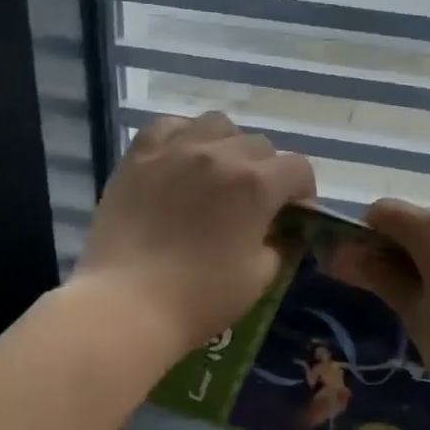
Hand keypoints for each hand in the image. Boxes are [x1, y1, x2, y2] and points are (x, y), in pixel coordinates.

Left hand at [76, 112, 315, 354]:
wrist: (127, 304)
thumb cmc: (200, 298)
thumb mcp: (259, 278)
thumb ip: (280, 245)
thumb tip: (282, 231)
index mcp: (256, 185)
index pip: (298, 168)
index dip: (303, 191)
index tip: (293, 214)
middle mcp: (221, 155)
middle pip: (260, 145)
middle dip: (266, 171)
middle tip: (253, 202)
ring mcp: (177, 149)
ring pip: (217, 125)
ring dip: (227, 145)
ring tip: (217, 172)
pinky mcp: (140, 155)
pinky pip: (169, 126)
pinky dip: (182, 136)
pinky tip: (180, 158)